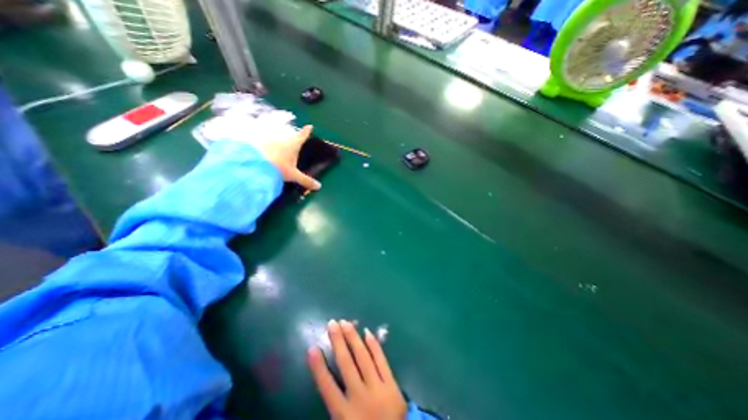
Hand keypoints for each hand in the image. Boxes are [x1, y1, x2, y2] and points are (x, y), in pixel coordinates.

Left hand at [257, 122, 319, 189]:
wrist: (254, 165)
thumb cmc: (278, 167)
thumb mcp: (293, 175)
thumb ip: (306, 180)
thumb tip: (319, 186)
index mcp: (293, 145)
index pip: (302, 136)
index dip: (306, 131)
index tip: (309, 126)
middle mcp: (282, 140)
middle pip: (290, 138)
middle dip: (294, 139)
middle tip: (297, 142)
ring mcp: (269, 142)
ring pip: (278, 142)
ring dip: (281, 146)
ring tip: (284, 152)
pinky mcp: (259, 146)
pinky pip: (268, 147)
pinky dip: (271, 151)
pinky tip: (270, 157)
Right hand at [307, 320, 407, 417]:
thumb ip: (335, 408)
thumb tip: (326, 384)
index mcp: (344, 413)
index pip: (327, 386)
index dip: (318, 367)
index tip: (312, 348)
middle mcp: (359, 395)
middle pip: (346, 364)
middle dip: (338, 342)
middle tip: (332, 323)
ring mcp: (377, 386)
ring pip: (363, 357)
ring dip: (353, 338)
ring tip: (346, 323)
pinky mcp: (391, 382)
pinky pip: (381, 360)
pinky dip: (374, 345)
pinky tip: (368, 332)